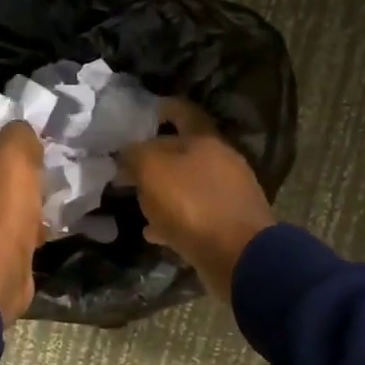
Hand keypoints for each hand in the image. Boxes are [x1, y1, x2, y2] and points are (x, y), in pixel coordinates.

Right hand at [118, 98, 275, 303]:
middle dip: (156, 157)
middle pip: (184, 151)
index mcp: (206, 139)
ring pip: (188, 185)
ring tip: (137, 202)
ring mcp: (229, 194)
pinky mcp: (229, 224)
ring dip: (164, 192)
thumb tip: (126, 153)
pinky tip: (155, 233)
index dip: (160, 108)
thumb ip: (135, 155)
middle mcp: (222, 161)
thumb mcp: (152, 171)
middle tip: (128, 167)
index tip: (137, 115)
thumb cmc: (192, 205)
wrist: (238, 256)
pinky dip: (174, 221)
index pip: (182, 111)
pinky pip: (195, 216)